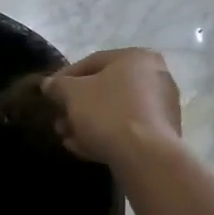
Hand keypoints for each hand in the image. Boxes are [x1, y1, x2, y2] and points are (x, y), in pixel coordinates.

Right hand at [44, 49, 182, 167]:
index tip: (49, 94)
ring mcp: (163, 107)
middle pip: (105, 89)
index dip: (65, 78)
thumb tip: (49, 85)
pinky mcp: (164, 135)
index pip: (91, 62)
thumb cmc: (108, 113)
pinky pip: (128, 130)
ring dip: (88, 123)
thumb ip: (57, 85)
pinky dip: (106, 135)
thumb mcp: (72, 94)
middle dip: (77, 106)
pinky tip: (84, 149)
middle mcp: (155, 77)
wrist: (146, 157)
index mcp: (137, 57)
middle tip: (59, 120)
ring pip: (115, 111)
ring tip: (67, 138)